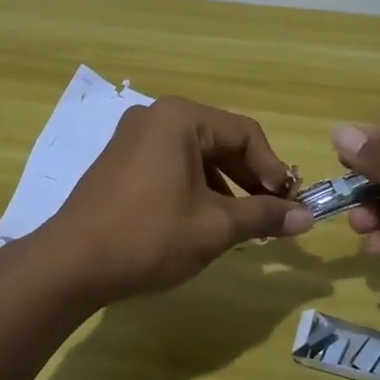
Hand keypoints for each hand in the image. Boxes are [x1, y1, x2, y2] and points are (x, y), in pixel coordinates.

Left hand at [44, 97, 312, 302]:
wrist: (72, 263)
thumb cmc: (150, 235)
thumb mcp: (215, 226)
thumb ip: (264, 216)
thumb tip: (307, 219)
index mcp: (180, 117)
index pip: (245, 132)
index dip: (273, 169)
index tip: (290, 205)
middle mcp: (156, 116)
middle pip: (220, 140)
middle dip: (250, 178)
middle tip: (273, 214)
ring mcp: (134, 137)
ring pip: (197, 154)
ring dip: (226, 185)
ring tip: (243, 222)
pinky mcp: (121, 161)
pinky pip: (172, 163)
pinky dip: (196, 187)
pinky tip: (205, 220)